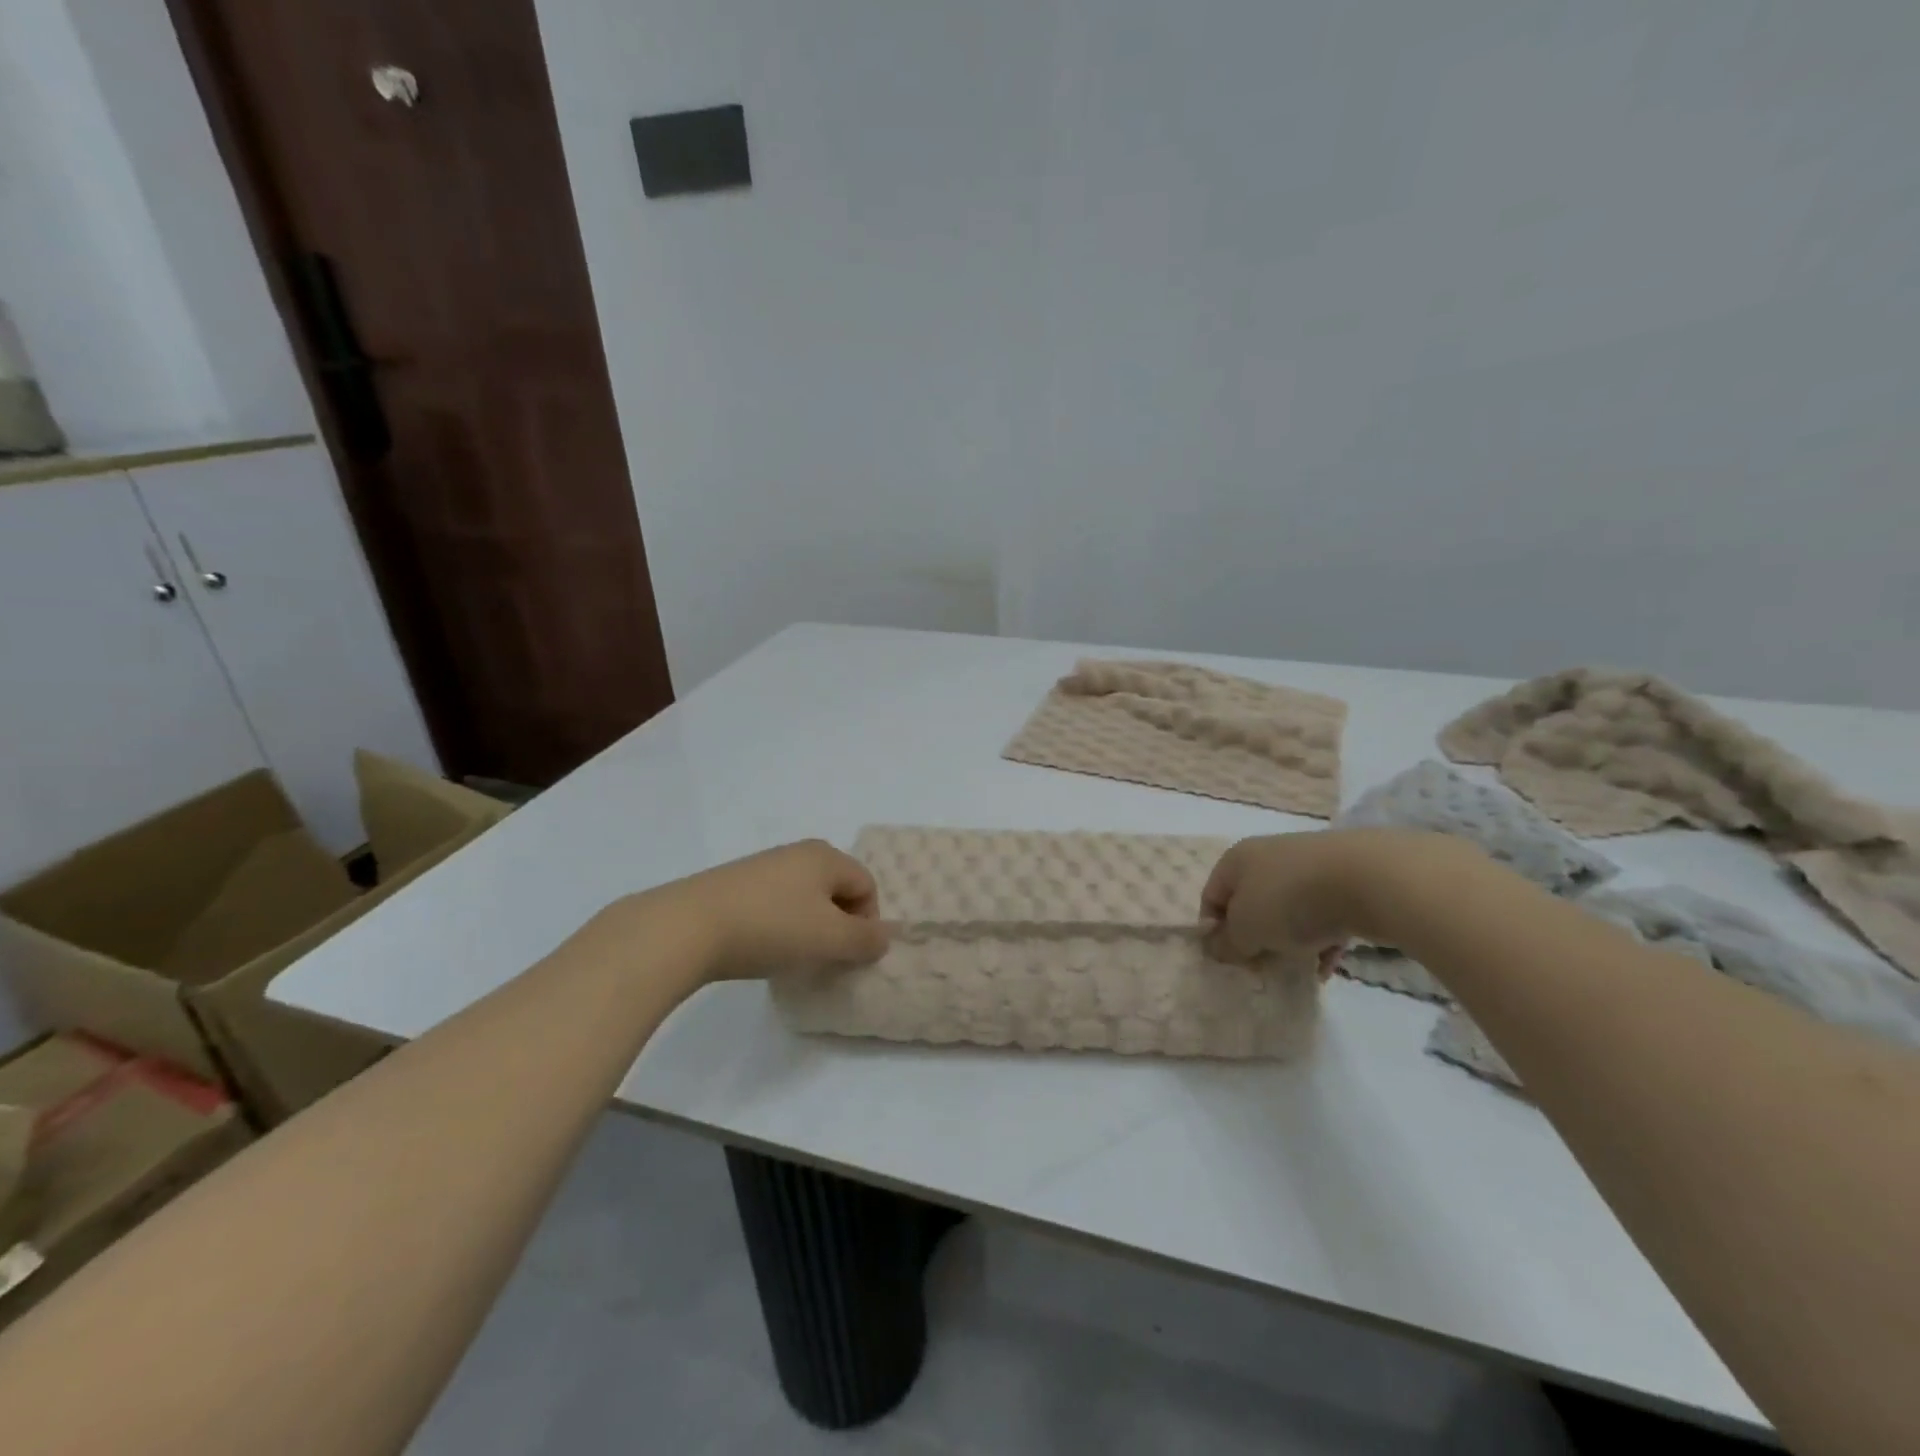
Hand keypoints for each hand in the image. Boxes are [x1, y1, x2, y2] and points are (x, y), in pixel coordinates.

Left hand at [645, 839, 889, 981]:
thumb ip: (865, 940)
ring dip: (808, 928)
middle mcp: (797, 852)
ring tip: (791, 957)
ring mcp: (763, 866)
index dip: (868, 922)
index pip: (867, 886)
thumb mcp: (829, 939)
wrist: (687, 927)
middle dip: (838, 925)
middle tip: (825, 957)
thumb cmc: (771, 927)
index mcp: (826, 856)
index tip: (849, 954)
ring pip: (804, 898)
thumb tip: (883, 938)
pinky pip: (774, 904)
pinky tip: (761, 948)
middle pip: (836, 889)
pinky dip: (778, 926)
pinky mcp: (734, 884)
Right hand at [1200, 829, 1447, 967]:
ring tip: (1299, 970)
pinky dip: (1322, 941)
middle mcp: (1270, 856)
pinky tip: (1329, 966)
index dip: (1214, 931)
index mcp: (1237, 859)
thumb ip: (1228, 943)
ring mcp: (1311, 866)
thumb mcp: (1247, 930)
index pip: (1211, 896)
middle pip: (1251, 903)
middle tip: (1263, 967)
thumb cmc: (1291, 901)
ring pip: (1289, 910)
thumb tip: (1218, 947)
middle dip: (1255, 939)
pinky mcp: (1346, 880)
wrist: (1370, 880)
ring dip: (1289, 942)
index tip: (1230, 960)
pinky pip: (1325, 915)